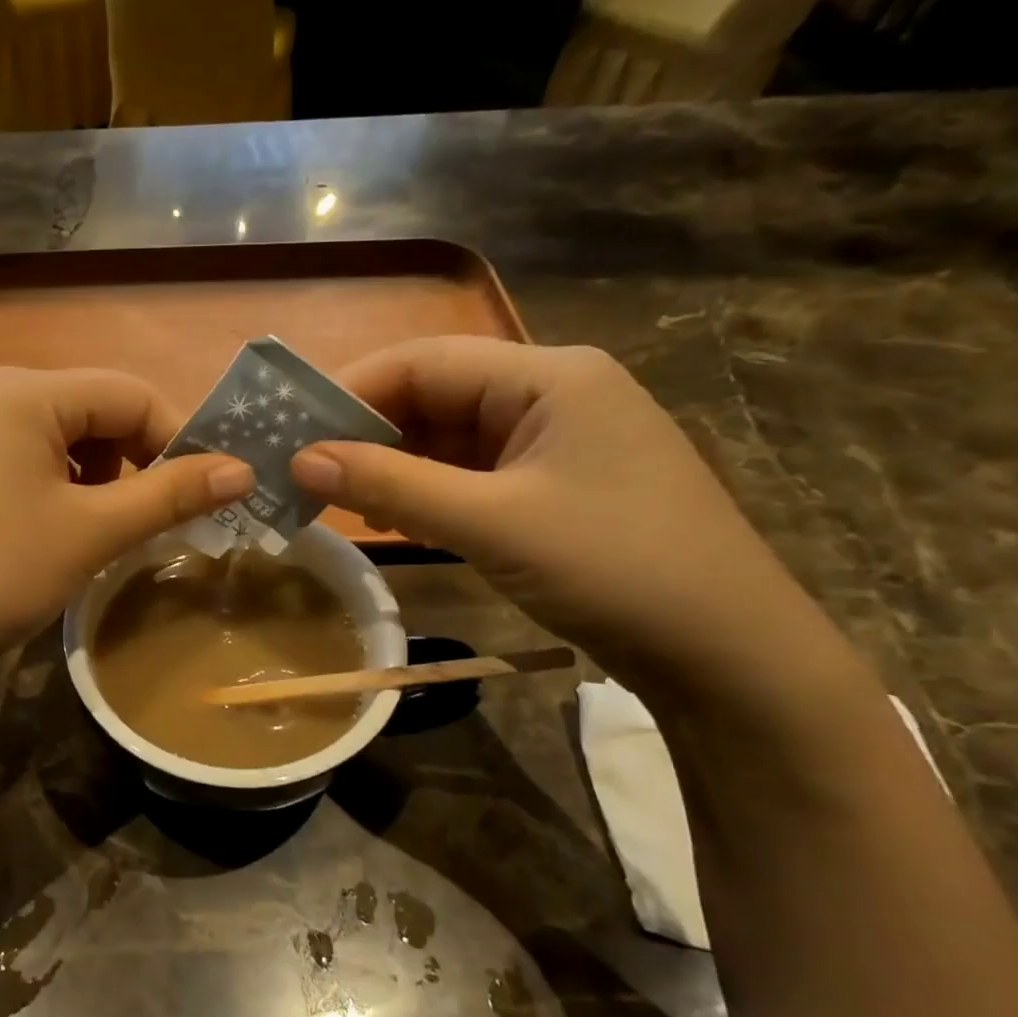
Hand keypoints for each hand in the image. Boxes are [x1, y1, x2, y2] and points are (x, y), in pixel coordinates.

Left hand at [0, 367, 252, 671]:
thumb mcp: (92, 531)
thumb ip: (170, 495)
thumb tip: (243, 470)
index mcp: (25, 391)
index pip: (130, 393)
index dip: (177, 439)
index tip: (205, 492)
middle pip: (93, 410)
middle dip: (134, 461)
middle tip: (152, 518)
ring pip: (60, 437)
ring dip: (98, 478)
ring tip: (101, 530)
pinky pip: (24, 458)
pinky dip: (57, 486)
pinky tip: (54, 530)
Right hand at [289, 337, 846, 699]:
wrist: (729, 656)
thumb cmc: (615, 568)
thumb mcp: (491, 523)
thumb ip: (391, 486)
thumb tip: (299, 460)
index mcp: (548, 376)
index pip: (424, 360)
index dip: (349, 388)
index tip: (288, 428)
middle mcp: (551, 395)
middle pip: (434, 396)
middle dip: (366, 431)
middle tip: (300, 469)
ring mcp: (555, 444)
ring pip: (447, 439)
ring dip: (391, 465)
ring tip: (332, 496)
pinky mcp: (553, 489)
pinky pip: (470, 475)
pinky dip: (425, 492)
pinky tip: (391, 518)